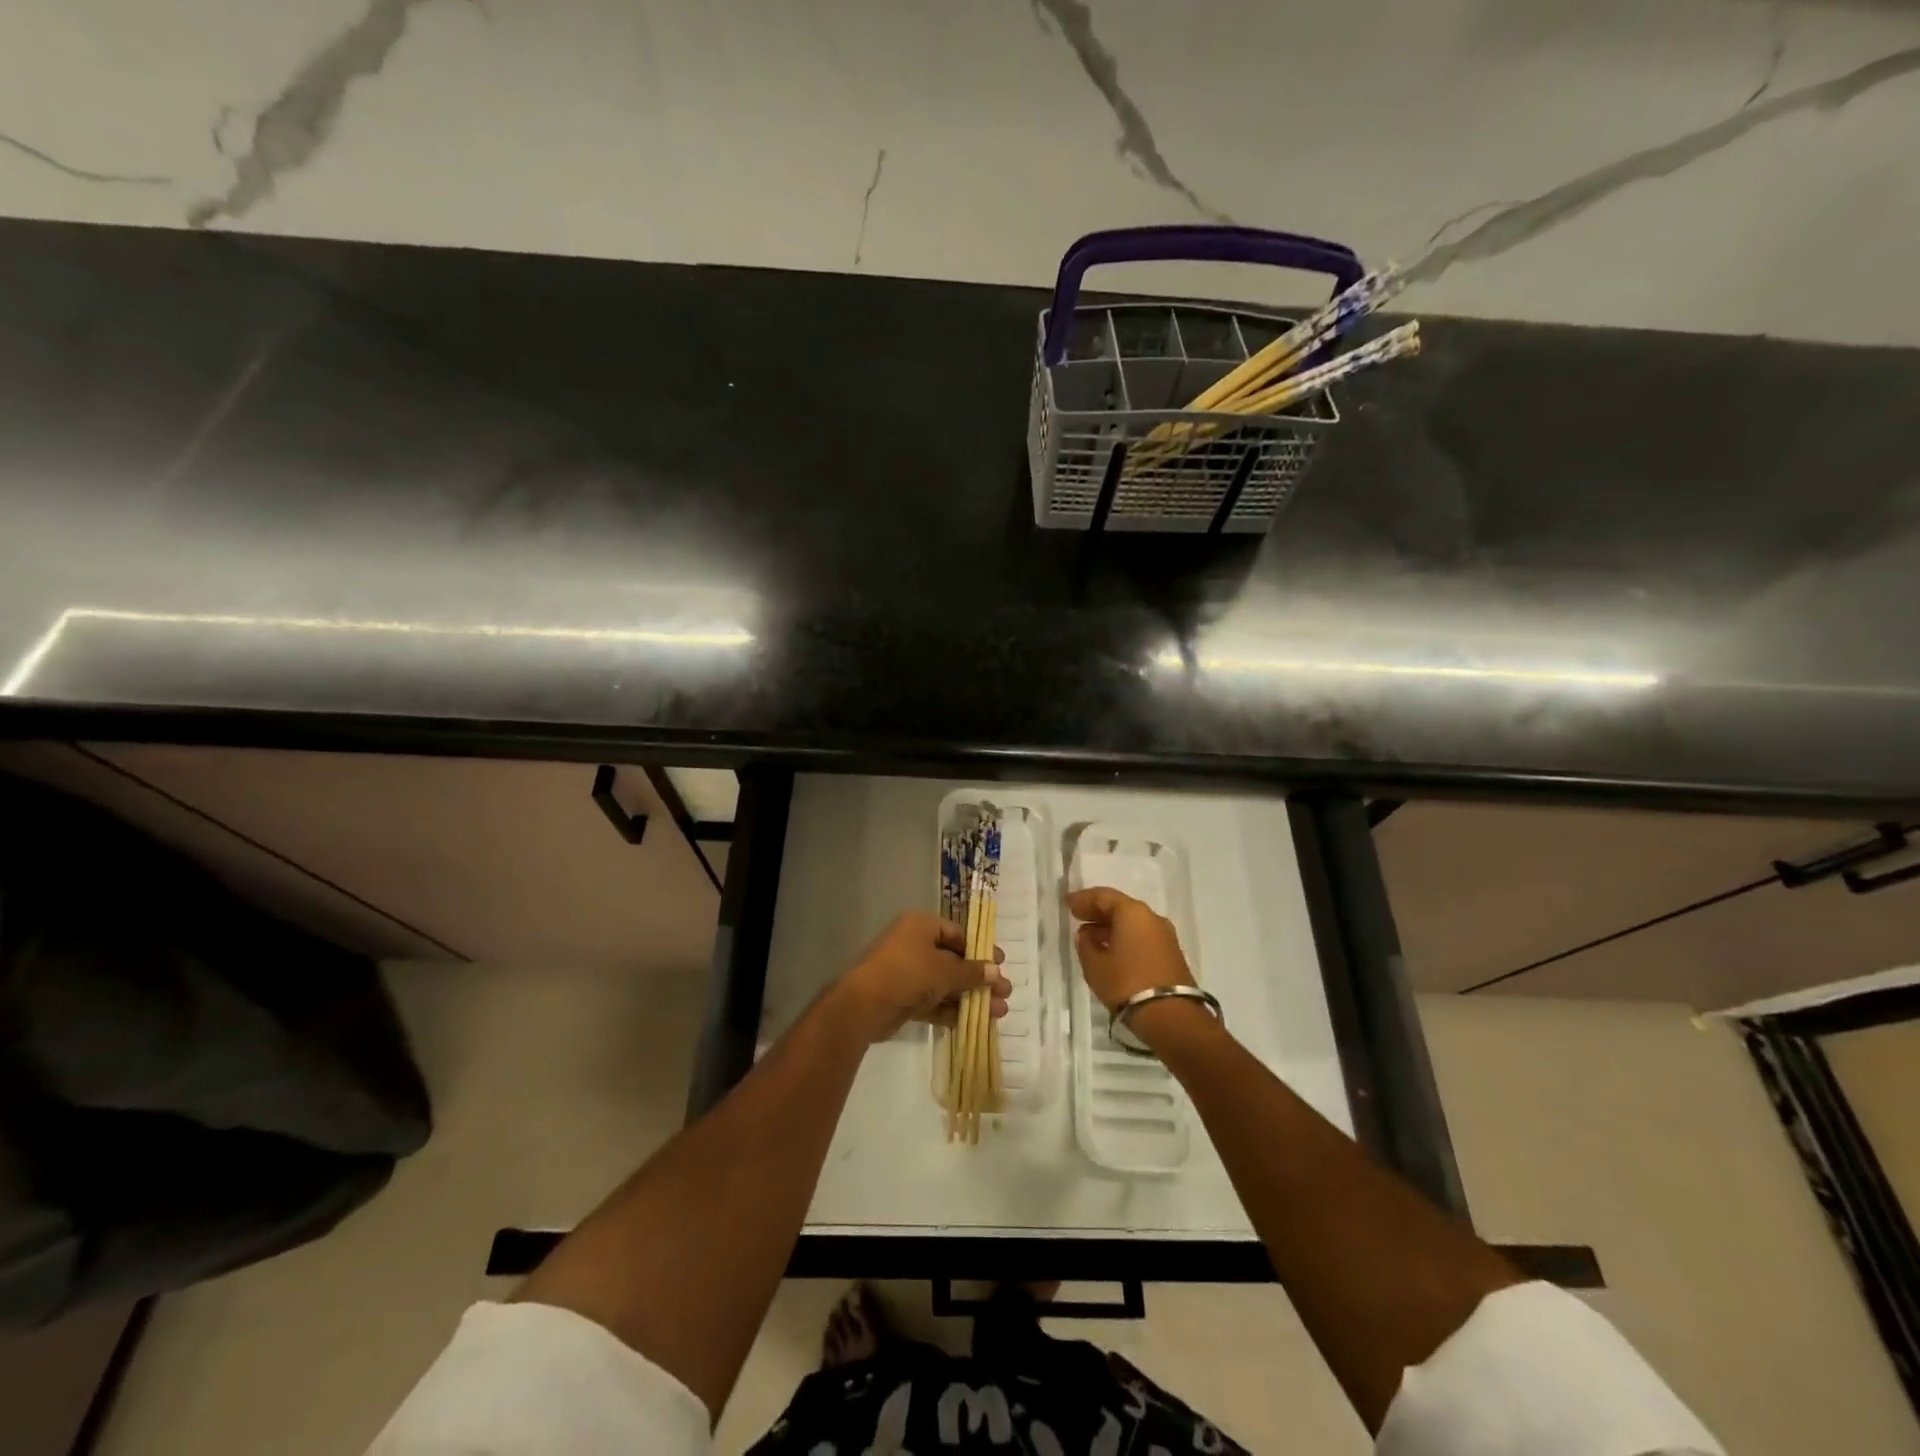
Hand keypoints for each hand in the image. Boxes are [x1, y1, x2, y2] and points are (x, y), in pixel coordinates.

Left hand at [835, 911, 1010, 1043]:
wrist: (864, 1006)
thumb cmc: (907, 973)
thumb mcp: (945, 971)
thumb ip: (972, 972)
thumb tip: (996, 971)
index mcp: (921, 926)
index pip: (957, 934)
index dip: (980, 949)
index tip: (1001, 964)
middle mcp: (914, 945)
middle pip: (954, 961)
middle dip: (980, 978)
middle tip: (1005, 992)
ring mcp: (908, 973)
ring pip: (946, 984)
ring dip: (971, 997)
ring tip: (999, 1012)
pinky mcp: (904, 998)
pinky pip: (933, 1001)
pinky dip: (952, 1010)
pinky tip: (974, 1022)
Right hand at [1066, 887, 1193, 1012]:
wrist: (1171, 1017)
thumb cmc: (1126, 983)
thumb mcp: (1095, 965)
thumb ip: (1086, 944)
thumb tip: (1087, 934)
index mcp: (1132, 912)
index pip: (1103, 896)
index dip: (1083, 899)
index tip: (1067, 903)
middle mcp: (1151, 918)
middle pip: (1120, 907)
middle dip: (1098, 912)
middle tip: (1078, 917)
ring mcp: (1165, 936)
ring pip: (1132, 923)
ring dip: (1111, 927)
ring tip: (1091, 936)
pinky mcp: (1171, 955)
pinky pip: (1142, 937)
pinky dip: (1125, 938)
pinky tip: (1111, 950)